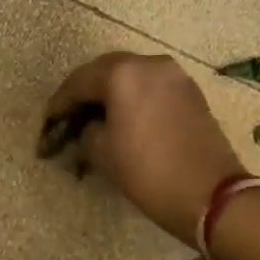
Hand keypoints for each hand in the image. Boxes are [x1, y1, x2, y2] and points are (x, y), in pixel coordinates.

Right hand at [45, 53, 245, 246]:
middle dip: (83, 93)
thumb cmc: (148, 172)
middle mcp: (149, 64)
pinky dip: (132, 97)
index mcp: (122, 74)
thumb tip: (88, 127)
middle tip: (68, 118)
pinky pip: (151, 86)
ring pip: (130, 76)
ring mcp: (174, 75)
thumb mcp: (103, 153)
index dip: (59, 105)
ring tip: (94, 118)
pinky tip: (123, 118)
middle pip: (104, 71)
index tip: (47, 124)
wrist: (212, 196)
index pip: (78, 83)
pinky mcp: (190, 91)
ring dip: (109, 93)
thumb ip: (86, 131)